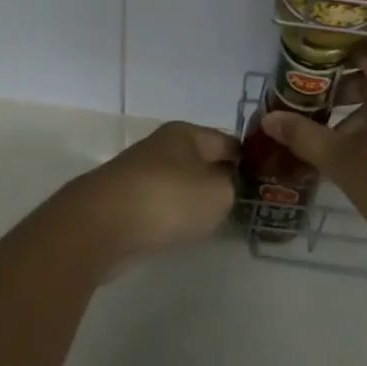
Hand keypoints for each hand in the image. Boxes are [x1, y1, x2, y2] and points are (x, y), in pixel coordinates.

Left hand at [60, 122, 239, 265]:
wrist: (100, 225)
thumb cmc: (167, 199)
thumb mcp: (218, 192)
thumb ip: (231, 187)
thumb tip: (223, 186)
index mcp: (186, 133)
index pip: (228, 141)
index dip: (248, 159)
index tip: (265, 181)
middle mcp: (162, 147)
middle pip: (202, 161)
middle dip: (220, 180)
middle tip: (243, 204)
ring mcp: (141, 174)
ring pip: (180, 184)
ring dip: (195, 200)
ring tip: (216, 221)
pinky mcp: (125, 202)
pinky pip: (161, 206)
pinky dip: (173, 216)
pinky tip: (181, 231)